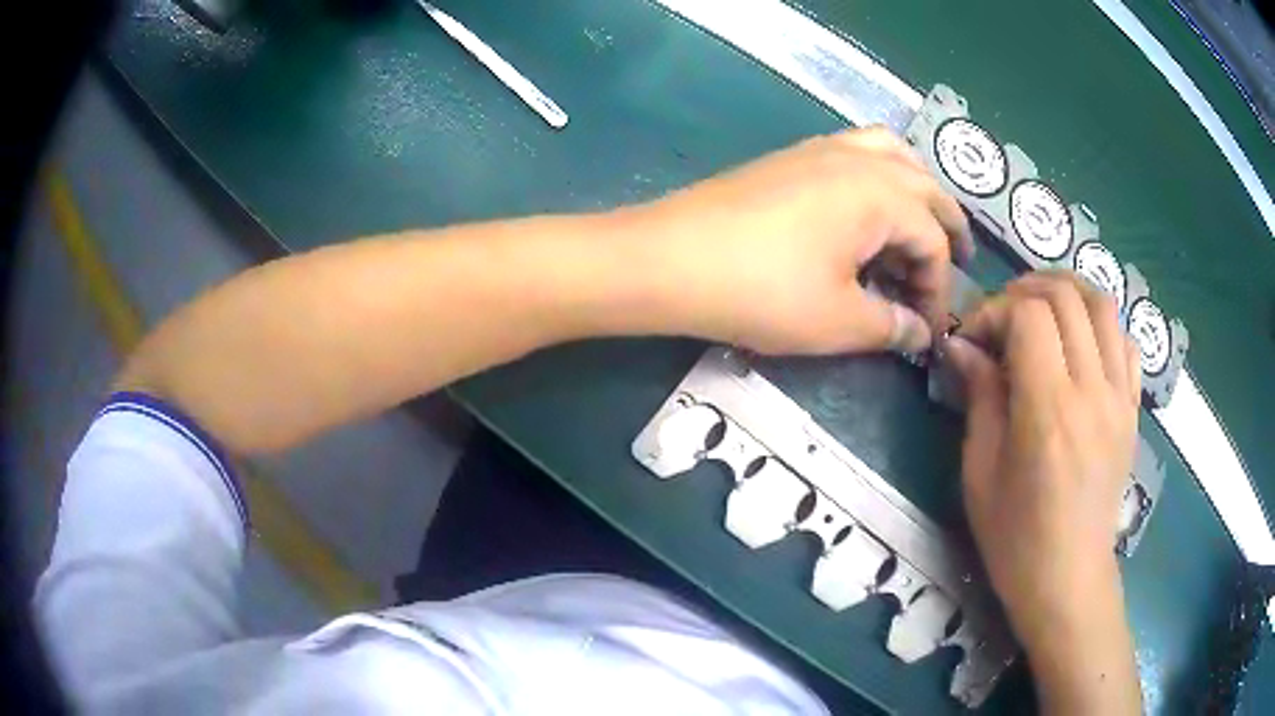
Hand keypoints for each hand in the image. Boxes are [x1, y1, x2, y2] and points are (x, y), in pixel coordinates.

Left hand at [636, 127, 971, 354]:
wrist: (670, 259)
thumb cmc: (764, 291)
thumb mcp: (839, 321)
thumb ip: (891, 326)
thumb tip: (919, 334)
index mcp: (883, 194)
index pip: (933, 241)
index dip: (939, 290)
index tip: (928, 331)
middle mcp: (859, 160)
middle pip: (924, 187)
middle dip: (947, 228)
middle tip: (957, 263)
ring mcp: (821, 150)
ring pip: (891, 154)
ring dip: (916, 189)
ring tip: (920, 224)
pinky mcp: (790, 157)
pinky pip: (855, 152)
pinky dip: (878, 175)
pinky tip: (867, 208)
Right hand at [944, 272, 1141, 712]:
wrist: (1068, 579)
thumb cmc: (1015, 537)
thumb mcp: (980, 472)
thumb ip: (979, 397)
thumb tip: (962, 345)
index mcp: (1049, 411)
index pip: (1030, 316)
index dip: (996, 311)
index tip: (975, 338)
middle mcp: (1092, 392)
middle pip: (1067, 297)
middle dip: (1027, 290)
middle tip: (1003, 316)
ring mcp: (1120, 398)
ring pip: (1103, 306)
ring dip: (1067, 292)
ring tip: (1042, 311)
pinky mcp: (1132, 409)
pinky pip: (1125, 341)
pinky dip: (1099, 324)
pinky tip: (1079, 343)